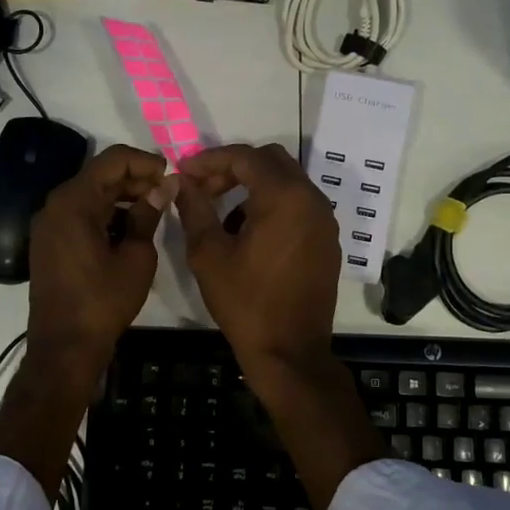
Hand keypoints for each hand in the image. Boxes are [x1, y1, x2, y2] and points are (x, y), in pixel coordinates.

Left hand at [27, 144, 172, 386]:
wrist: (65, 347)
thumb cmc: (104, 300)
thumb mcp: (136, 256)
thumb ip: (148, 214)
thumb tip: (165, 186)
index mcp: (74, 203)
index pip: (112, 161)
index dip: (144, 162)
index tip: (170, 175)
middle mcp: (55, 205)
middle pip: (99, 175)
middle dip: (135, 178)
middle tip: (166, 192)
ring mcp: (49, 224)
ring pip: (91, 194)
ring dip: (122, 195)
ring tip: (154, 209)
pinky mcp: (50, 242)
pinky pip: (81, 213)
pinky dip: (106, 213)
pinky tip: (131, 227)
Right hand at [177, 143, 381, 509]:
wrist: (290, 352)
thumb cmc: (246, 303)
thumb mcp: (209, 255)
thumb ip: (195, 209)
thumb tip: (182, 183)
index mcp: (285, 197)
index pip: (245, 157)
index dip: (210, 160)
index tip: (184, 173)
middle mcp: (312, 200)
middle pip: (270, 161)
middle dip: (234, 168)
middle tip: (203, 188)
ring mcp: (325, 220)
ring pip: (286, 182)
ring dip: (253, 186)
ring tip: (221, 212)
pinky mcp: (327, 240)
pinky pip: (298, 205)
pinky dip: (272, 204)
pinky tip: (247, 232)